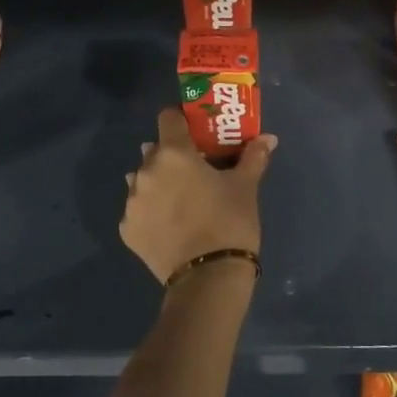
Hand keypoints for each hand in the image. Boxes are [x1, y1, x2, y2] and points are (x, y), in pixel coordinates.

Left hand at [120, 108, 276, 283]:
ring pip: (143, 180)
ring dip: (158, 183)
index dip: (182, 120)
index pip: (168, 117)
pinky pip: (138, 210)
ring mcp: (132, 202)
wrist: (208, 278)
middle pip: (155, 151)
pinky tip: (171, 226)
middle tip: (195, 171)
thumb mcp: (246, 186)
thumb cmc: (230, 222)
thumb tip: (268, 138)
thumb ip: (253, 156)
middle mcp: (145, 171)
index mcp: (173, 153)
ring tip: (181, 201)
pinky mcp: (127, 229)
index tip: (196, 133)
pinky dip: (151, 212)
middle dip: (172, 156)